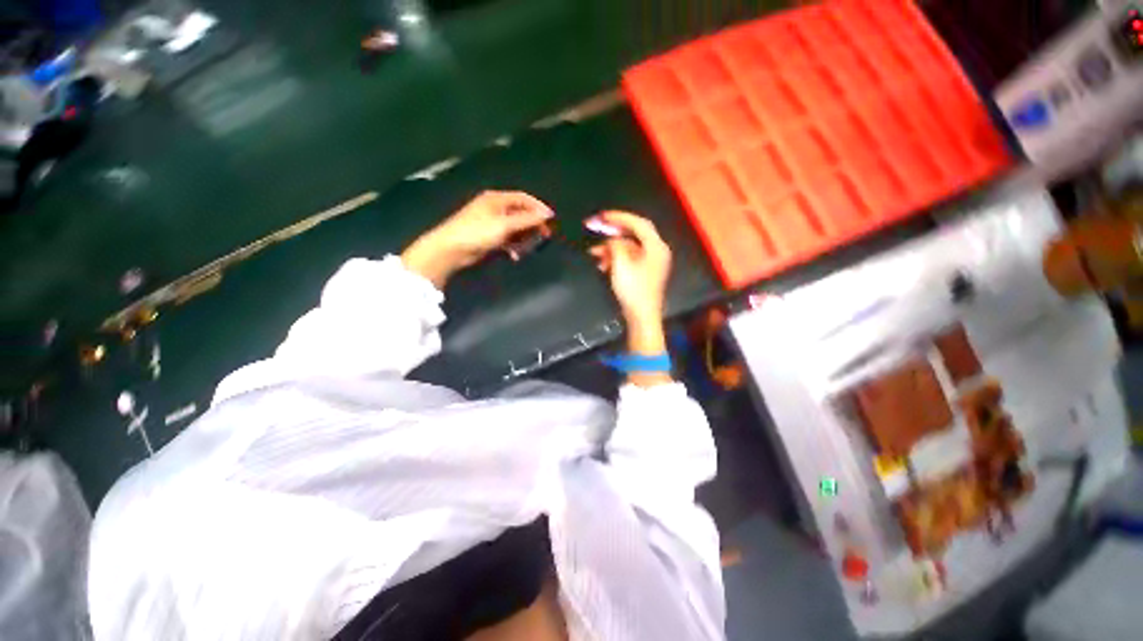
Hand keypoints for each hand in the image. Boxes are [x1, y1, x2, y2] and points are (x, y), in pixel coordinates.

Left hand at [402, 191, 552, 287]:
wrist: (450, 249)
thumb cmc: (477, 232)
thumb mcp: (504, 225)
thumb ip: (527, 220)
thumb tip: (547, 214)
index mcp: (496, 199)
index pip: (523, 199)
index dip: (538, 208)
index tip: (551, 220)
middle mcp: (494, 208)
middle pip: (520, 214)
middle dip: (532, 225)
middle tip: (544, 236)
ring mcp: (491, 223)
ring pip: (515, 229)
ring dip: (523, 238)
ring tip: (528, 248)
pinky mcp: (488, 237)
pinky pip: (507, 240)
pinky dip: (512, 246)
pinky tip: (514, 255)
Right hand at [587, 211, 671, 339]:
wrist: (642, 316)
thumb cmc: (634, 290)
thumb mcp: (621, 264)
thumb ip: (616, 246)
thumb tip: (612, 239)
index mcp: (656, 247)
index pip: (638, 223)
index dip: (619, 217)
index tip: (602, 216)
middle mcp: (657, 251)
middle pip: (634, 233)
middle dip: (613, 231)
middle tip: (596, 227)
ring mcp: (651, 262)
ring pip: (629, 247)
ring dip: (611, 248)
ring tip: (594, 253)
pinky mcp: (645, 271)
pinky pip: (630, 258)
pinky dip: (616, 258)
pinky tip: (603, 264)